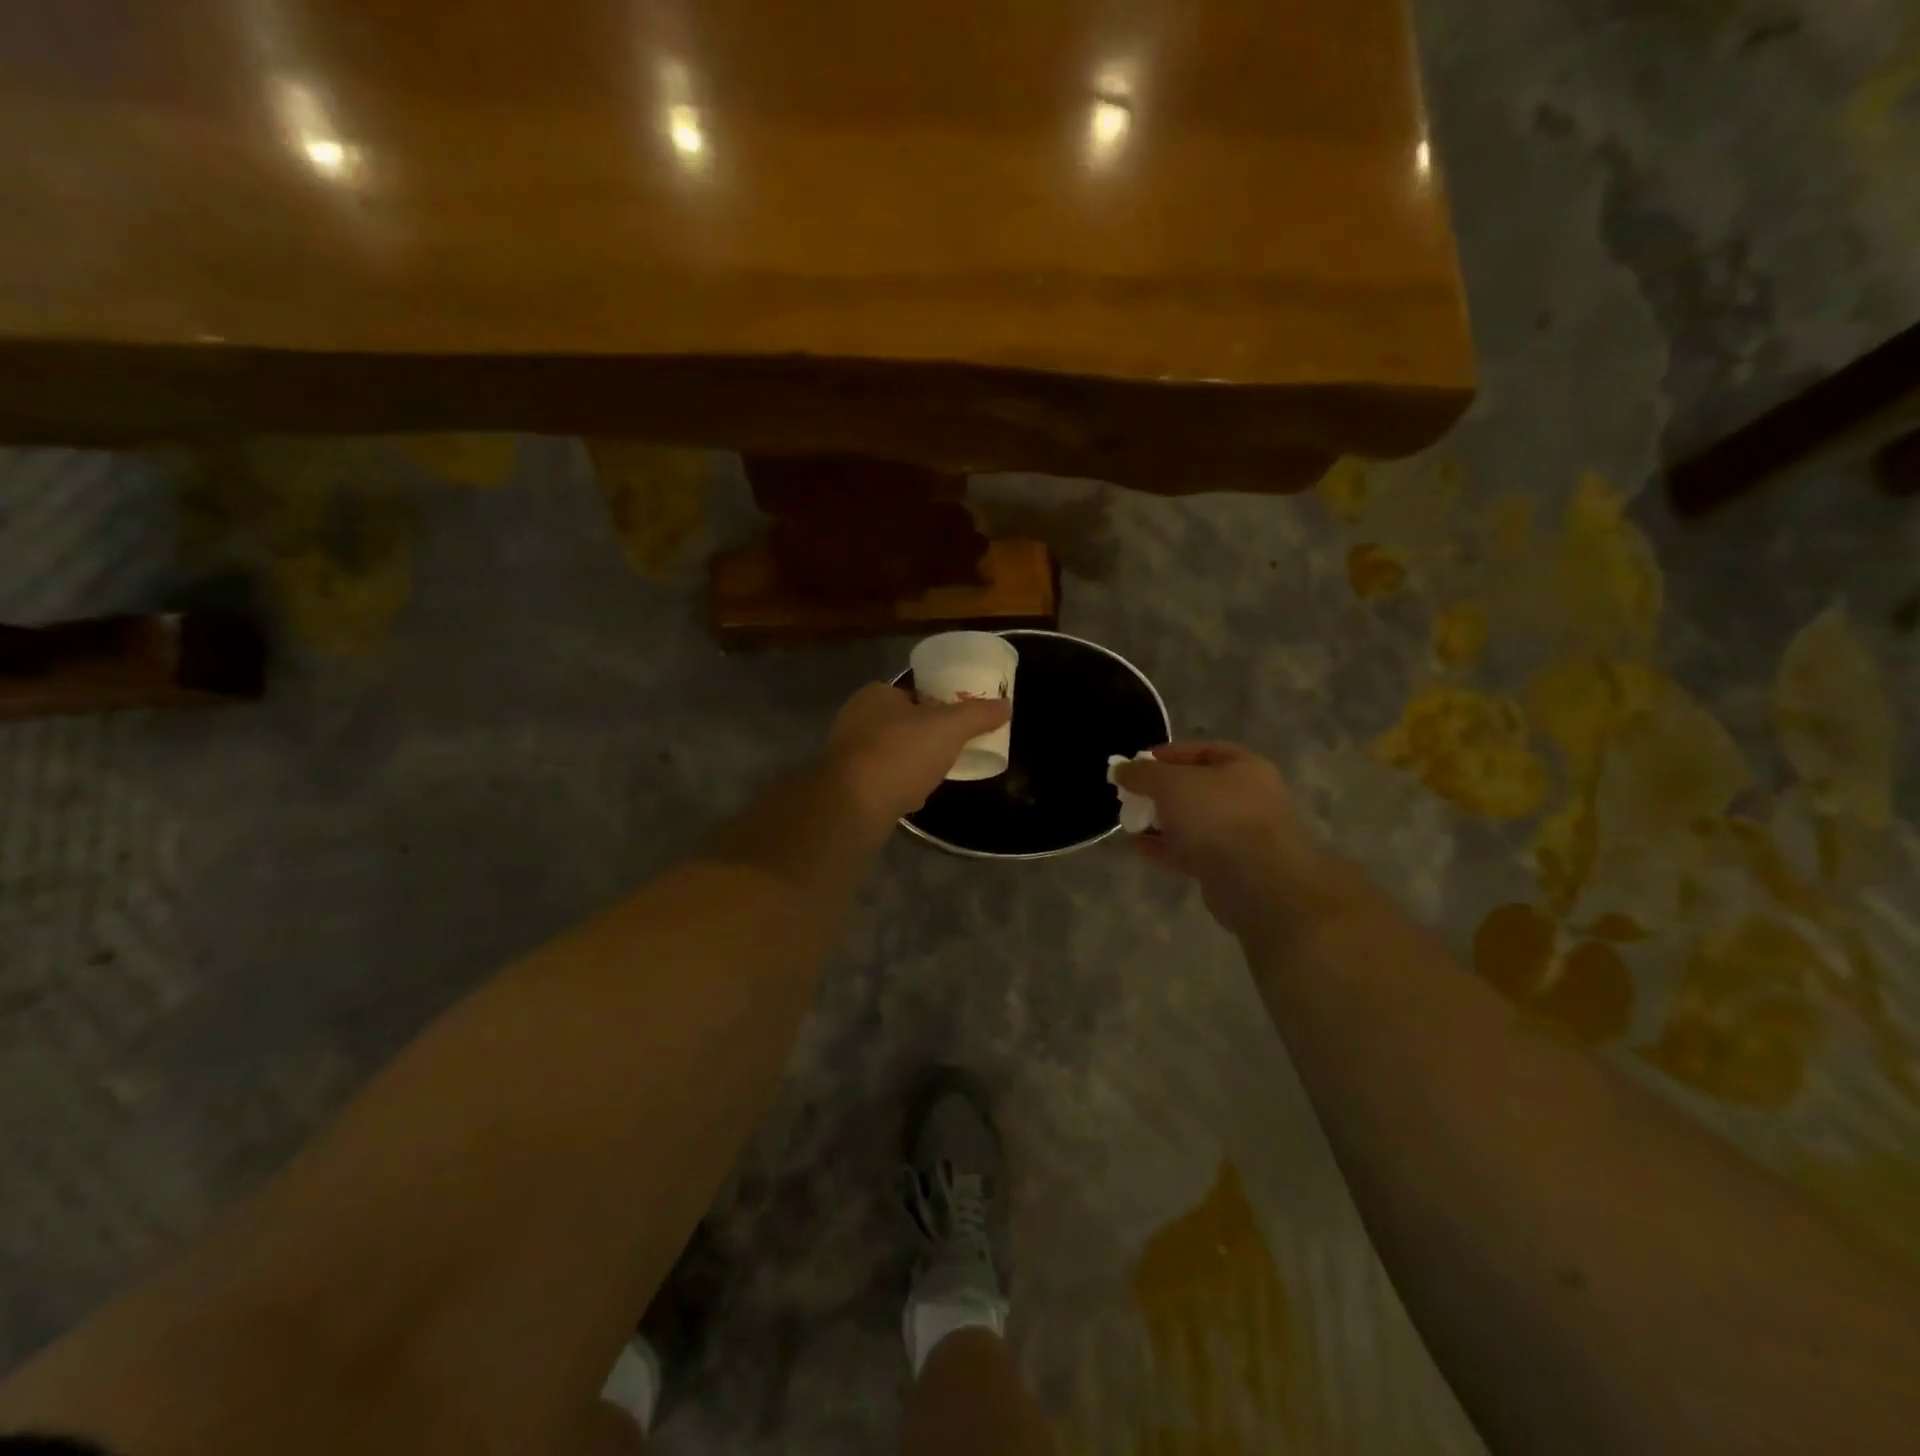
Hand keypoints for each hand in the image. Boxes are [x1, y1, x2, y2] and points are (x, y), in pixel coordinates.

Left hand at [827, 683, 1010, 827]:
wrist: (854, 805)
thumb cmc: (901, 754)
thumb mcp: (949, 728)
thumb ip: (977, 714)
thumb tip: (1006, 705)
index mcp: (875, 694)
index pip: (912, 692)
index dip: (937, 704)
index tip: (957, 722)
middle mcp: (854, 718)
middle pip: (901, 723)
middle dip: (924, 736)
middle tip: (952, 749)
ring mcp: (846, 753)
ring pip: (889, 752)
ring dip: (911, 762)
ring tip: (937, 774)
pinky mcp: (845, 785)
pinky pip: (880, 779)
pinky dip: (898, 785)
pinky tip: (914, 797)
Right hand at [1115, 742, 1355, 942]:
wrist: (1257, 883)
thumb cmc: (1217, 816)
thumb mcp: (1170, 783)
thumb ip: (1142, 774)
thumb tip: (1120, 769)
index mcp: (1243, 767)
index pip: (1201, 750)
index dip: (1166, 755)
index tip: (1135, 765)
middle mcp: (1247, 797)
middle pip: (1196, 788)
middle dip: (1160, 791)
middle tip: (1130, 795)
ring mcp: (1240, 835)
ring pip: (1193, 821)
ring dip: (1161, 821)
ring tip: (1129, 821)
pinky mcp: (1229, 867)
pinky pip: (1191, 851)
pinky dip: (1165, 847)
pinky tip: (1137, 846)